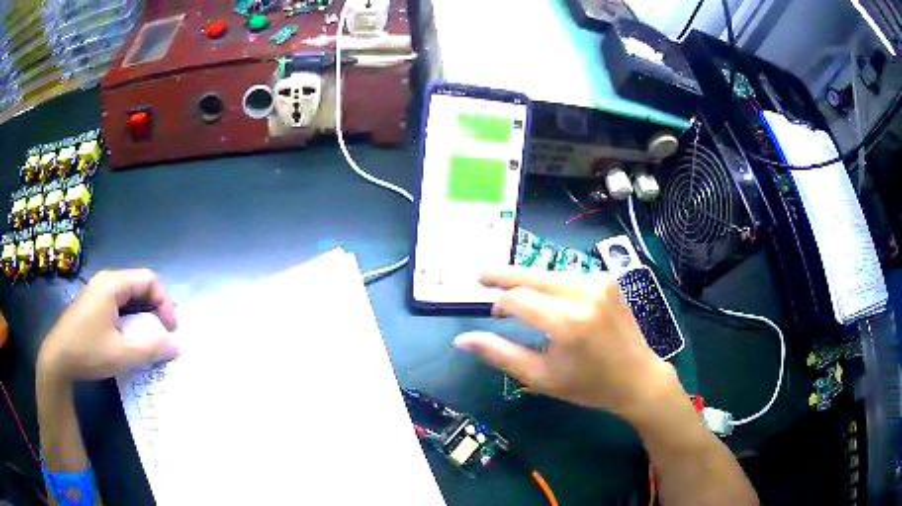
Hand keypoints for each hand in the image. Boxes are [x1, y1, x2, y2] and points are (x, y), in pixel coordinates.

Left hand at [37, 269, 178, 383]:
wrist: (58, 359)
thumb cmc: (88, 351)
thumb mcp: (121, 355)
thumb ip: (150, 349)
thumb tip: (176, 346)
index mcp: (113, 284)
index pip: (149, 280)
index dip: (165, 302)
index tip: (171, 330)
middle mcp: (106, 281)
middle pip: (140, 285)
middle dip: (156, 308)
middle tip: (165, 334)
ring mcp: (98, 292)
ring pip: (129, 296)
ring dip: (144, 314)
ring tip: (151, 337)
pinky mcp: (93, 305)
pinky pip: (119, 304)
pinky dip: (132, 318)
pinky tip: (131, 337)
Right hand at [455, 267, 679, 422]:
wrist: (638, 377)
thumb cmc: (589, 385)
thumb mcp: (541, 377)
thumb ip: (500, 354)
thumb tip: (462, 339)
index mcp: (567, 322)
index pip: (518, 299)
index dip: (499, 304)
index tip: (491, 314)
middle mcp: (583, 293)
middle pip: (532, 276)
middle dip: (503, 275)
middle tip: (480, 275)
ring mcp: (599, 282)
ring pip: (550, 273)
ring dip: (528, 280)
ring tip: (511, 290)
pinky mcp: (608, 280)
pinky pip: (569, 276)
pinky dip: (551, 283)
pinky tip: (545, 295)